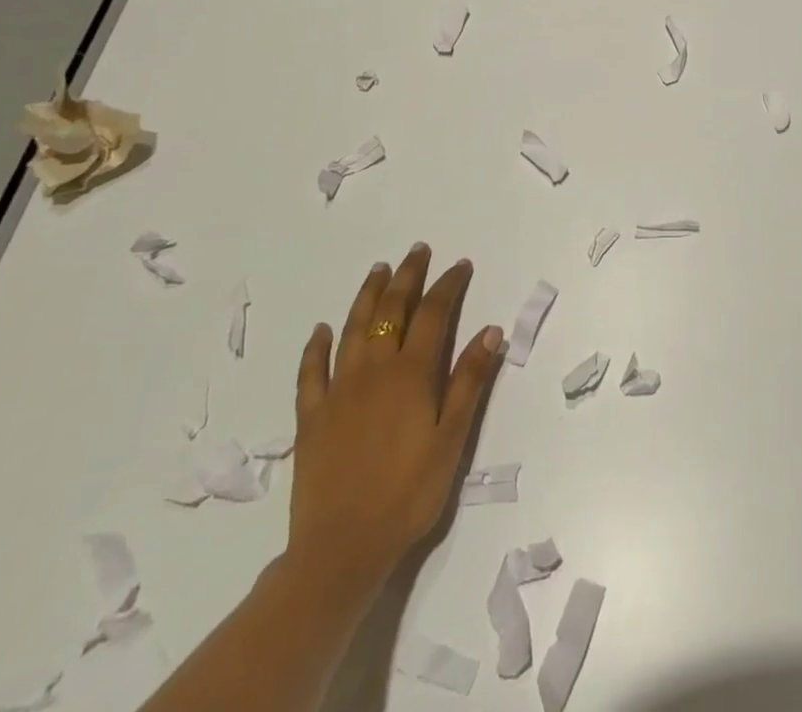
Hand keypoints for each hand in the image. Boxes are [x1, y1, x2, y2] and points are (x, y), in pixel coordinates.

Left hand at [287, 245, 503, 596]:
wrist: (341, 549)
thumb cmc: (409, 493)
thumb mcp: (452, 439)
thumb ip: (469, 382)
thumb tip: (490, 331)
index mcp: (411, 374)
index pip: (433, 314)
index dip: (448, 285)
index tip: (460, 265)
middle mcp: (374, 370)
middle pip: (391, 310)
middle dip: (407, 276)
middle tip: (417, 251)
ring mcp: (338, 390)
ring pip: (353, 328)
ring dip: (368, 295)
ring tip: (378, 270)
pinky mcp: (311, 416)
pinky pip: (311, 371)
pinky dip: (317, 346)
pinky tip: (322, 330)